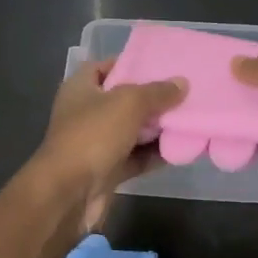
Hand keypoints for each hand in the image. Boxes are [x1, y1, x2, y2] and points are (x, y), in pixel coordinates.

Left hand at [30, 59, 185, 232]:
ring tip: (189, 119)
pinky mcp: (106, 170)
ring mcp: (95, 144)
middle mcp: (85, 113)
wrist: (69, 193)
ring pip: (131, 131)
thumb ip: (156, 92)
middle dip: (151, 98)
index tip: (159, 65)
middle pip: (122, 100)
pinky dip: (153, 155)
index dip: (129, 63)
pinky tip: (179, 149)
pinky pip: (134, 158)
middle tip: (184, 93)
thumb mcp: (128, 103)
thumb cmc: (93, 136)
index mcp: (80, 88)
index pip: (103, 67)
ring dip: (156, 129)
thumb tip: (181, 83)